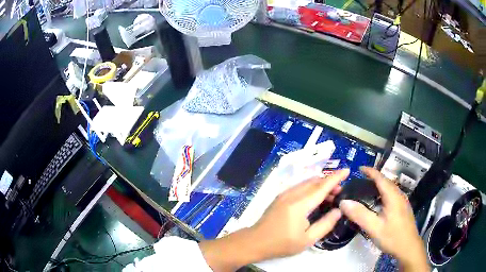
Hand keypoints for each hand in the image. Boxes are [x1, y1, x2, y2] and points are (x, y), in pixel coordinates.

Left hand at [251, 169, 348, 258]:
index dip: (336, 177)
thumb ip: (325, 224)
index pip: (322, 186)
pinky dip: (311, 188)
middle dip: (329, 182)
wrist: (255, 242)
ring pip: (307, 182)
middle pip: (315, 182)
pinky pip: (299, 187)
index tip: (347, 170)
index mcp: (299, 204)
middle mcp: (291, 194)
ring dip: (320, 185)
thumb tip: (338, 210)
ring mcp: (284, 194)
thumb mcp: (307, 239)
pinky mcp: (280, 197)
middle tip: (341, 191)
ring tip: (331, 195)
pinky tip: (316, 198)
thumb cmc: (282, 244)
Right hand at [339, 167, 429, 271]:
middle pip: (386, 182)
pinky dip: (383, 193)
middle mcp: (399, 196)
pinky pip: (392, 196)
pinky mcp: (403, 209)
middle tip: (360, 180)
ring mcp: (403, 202)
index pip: (381, 178)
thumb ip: (360, 215)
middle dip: (374, 177)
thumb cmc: (392, 237)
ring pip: (390, 189)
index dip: (370, 171)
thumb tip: (344, 202)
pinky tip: (378, 203)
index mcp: (393, 197)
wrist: (409, 248)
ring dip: (379, 185)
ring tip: (367, 190)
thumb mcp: (374, 228)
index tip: (359, 168)